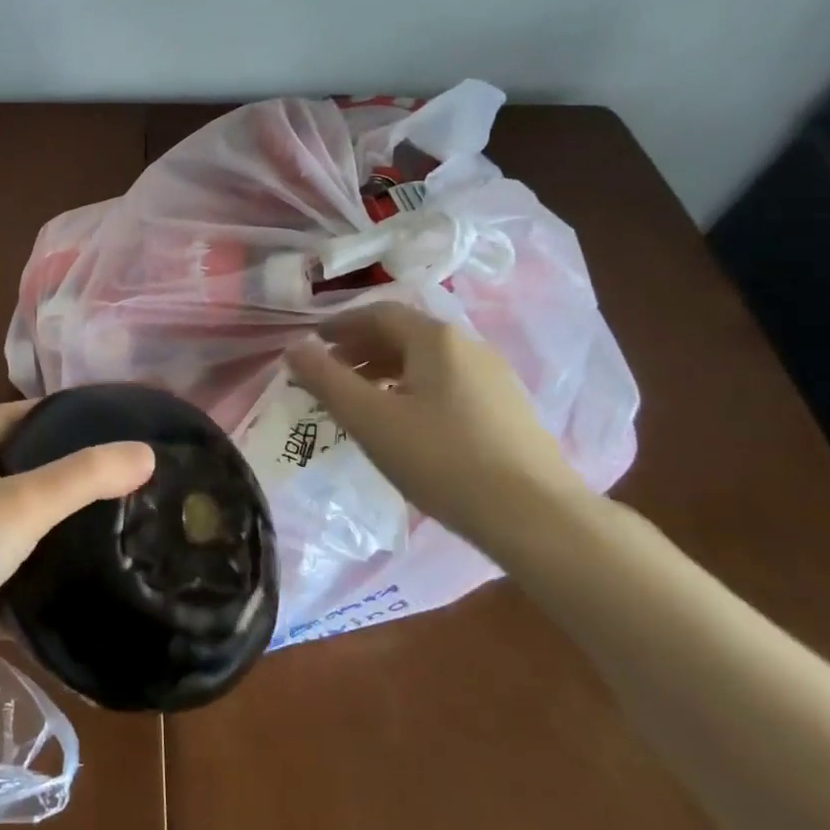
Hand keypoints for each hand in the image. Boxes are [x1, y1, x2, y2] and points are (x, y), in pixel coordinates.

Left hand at [0, 401, 153, 686]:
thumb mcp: (27, 500)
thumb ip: (86, 476)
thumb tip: (146, 453)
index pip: (3, 417)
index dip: (41, 411)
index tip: (84, 417)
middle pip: (4, 470)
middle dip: (48, 470)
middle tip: (101, 478)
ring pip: (4, 527)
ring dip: (40, 528)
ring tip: (95, 530)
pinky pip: (0, 580)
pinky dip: (29, 583)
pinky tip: (66, 589)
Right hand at [284, 303, 590, 540]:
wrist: (535, 515)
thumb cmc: (441, 459)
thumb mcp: (370, 419)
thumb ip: (326, 379)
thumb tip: (293, 347)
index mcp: (435, 339)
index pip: (378, 313)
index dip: (340, 325)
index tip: (313, 343)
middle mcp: (468, 346)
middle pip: (404, 334)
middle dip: (361, 348)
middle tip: (329, 373)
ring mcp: (493, 377)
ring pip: (426, 361)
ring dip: (386, 369)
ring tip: (361, 399)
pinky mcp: (506, 408)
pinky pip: (447, 383)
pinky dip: (413, 388)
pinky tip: (405, 423)